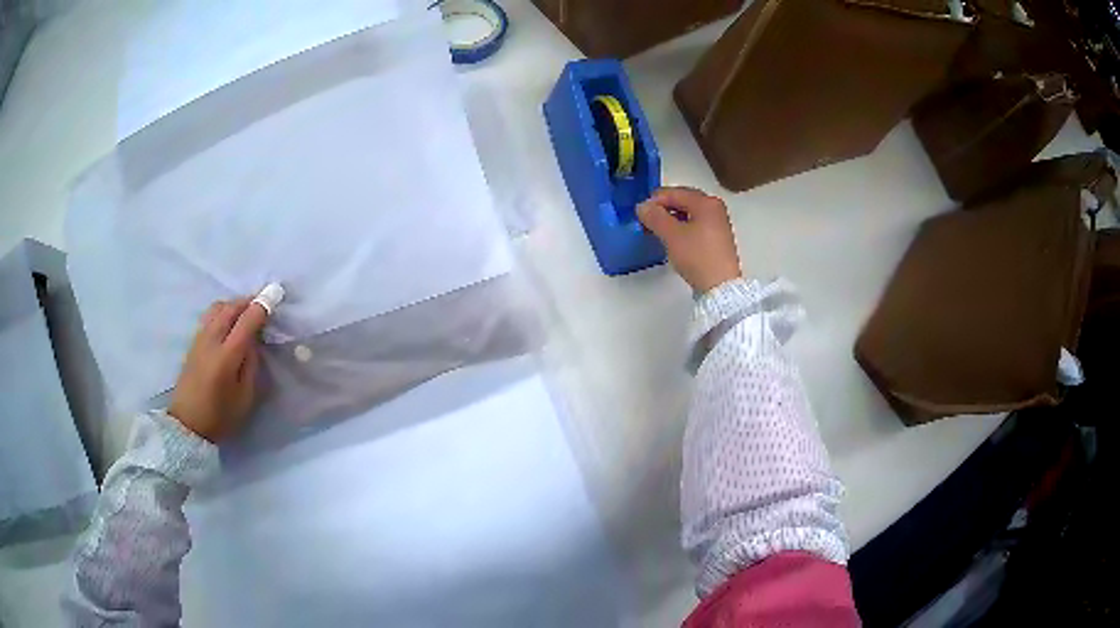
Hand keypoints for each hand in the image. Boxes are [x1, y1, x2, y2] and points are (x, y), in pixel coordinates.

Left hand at [168, 298, 268, 443]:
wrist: (187, 424)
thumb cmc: (220, 416)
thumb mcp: (245, 397)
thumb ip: (251, 365)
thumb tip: (253, 342)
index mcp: (227, 356)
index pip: (247, 320)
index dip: (262, 305)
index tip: (275, 293)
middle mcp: (212, 340)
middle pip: (230, 307)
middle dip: (248, 301)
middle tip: (263, 304)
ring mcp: (199, 339)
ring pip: (218, 308)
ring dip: (234, 305)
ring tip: (245, 313)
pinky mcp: (193, 342)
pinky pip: (210, 316)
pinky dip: (223, 312)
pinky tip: (228, 323)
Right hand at [638, 187, 741, 292]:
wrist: (720, 287)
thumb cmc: (697, 256)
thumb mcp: (671, 235)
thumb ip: (655, 217)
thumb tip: (642, 206)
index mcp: (706, 202)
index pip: (674, 192)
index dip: (654, 200)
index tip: (640, 212)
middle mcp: (715, 208)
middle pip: (683, 201)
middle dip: (663, 208)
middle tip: (646, 219)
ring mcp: (718, 224)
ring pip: (689, 214)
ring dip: (671, 218)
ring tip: (655, 229)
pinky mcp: (717, 239)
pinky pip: (695, 225)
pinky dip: (681, 227)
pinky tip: (671, 238)